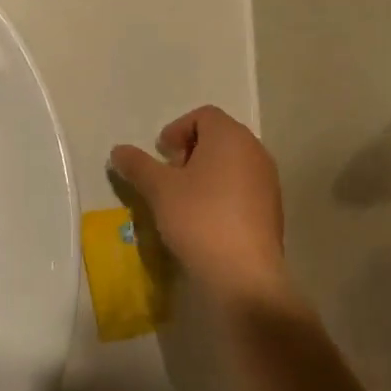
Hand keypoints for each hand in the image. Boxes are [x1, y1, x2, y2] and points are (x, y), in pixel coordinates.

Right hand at [109, 105, 286, 308]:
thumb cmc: (199, 218)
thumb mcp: (159, 189)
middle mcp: (254, 150)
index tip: (162, 156)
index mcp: (230, 136)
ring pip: (232, 162)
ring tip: (186, 200)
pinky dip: (224, 192)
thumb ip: (138, 165)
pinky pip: (244, 187)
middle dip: (191, 150)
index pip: (203, 115)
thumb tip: (118, 151)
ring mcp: (268, 180)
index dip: (177, 130)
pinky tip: (207, 220)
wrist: (243, 274)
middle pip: (219, 136)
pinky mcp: (273, 208)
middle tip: (171, 176)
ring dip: (207, 172)